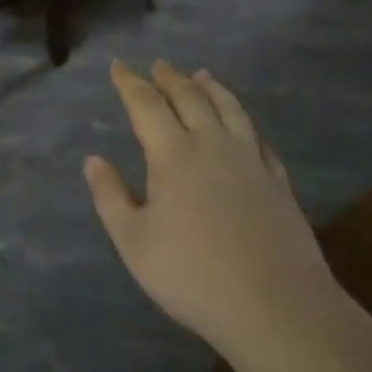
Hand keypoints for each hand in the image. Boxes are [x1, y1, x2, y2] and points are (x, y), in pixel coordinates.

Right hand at [84, 60, 340, 361]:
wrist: (277, 307)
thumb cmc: (193, 275)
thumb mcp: (134, 242)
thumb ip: (110, 196)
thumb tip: (93, 159)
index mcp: (173, 154)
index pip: (146, 104)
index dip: (129, 82)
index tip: (118, 66)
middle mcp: (212, 145)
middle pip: (190, 97)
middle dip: (170, 78)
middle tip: (159, 65)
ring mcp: (250, 160)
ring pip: (229, 109)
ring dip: (211, 88)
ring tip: (202, 75)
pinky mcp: (277, 181)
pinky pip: (257, 136)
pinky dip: (243, 119)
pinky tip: (242, 124)